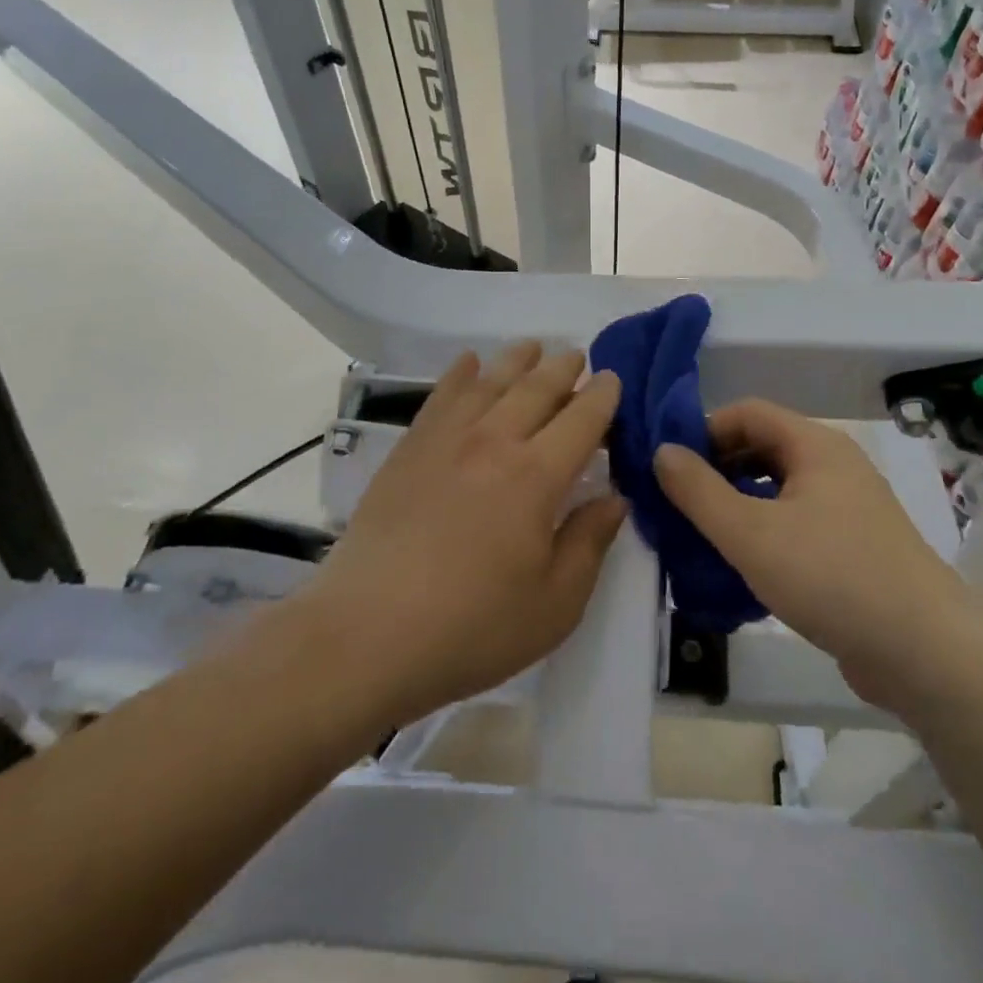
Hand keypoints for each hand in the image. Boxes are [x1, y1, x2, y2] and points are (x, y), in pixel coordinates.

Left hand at [298, 344, 625, 728]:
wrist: (367, 635)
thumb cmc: (472, 627)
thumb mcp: (555, 603)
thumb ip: (589, 542)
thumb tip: (616, 498)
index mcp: (536, 475)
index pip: (581, 419)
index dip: (602, 397)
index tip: (613, 380)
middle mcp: (493, 441)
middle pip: (536, 388)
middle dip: (562, 368)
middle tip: (577, 356)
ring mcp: (445, 440)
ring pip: (489, 382)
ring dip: (516, 360)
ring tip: (531, 347)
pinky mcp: (409, 450)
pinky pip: (440, 395)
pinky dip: (459, 373)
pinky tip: (467, 362)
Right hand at [655, 400, 982, 707]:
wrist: (927, 654)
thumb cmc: (832, 577)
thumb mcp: (750, 534)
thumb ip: (699, 491)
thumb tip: (661, 451)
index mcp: (816, 445)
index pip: (747, 412)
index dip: (703, 430)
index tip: (670, 466)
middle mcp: (835, 465)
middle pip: (763, 447)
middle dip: (717, 469)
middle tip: (679, 504)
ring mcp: (849, 507)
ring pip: (778, 489)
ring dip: (737, 504)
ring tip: (701, 536)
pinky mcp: (854, 546)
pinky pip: (797, 522)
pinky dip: (764, 532)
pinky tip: (741, 568)